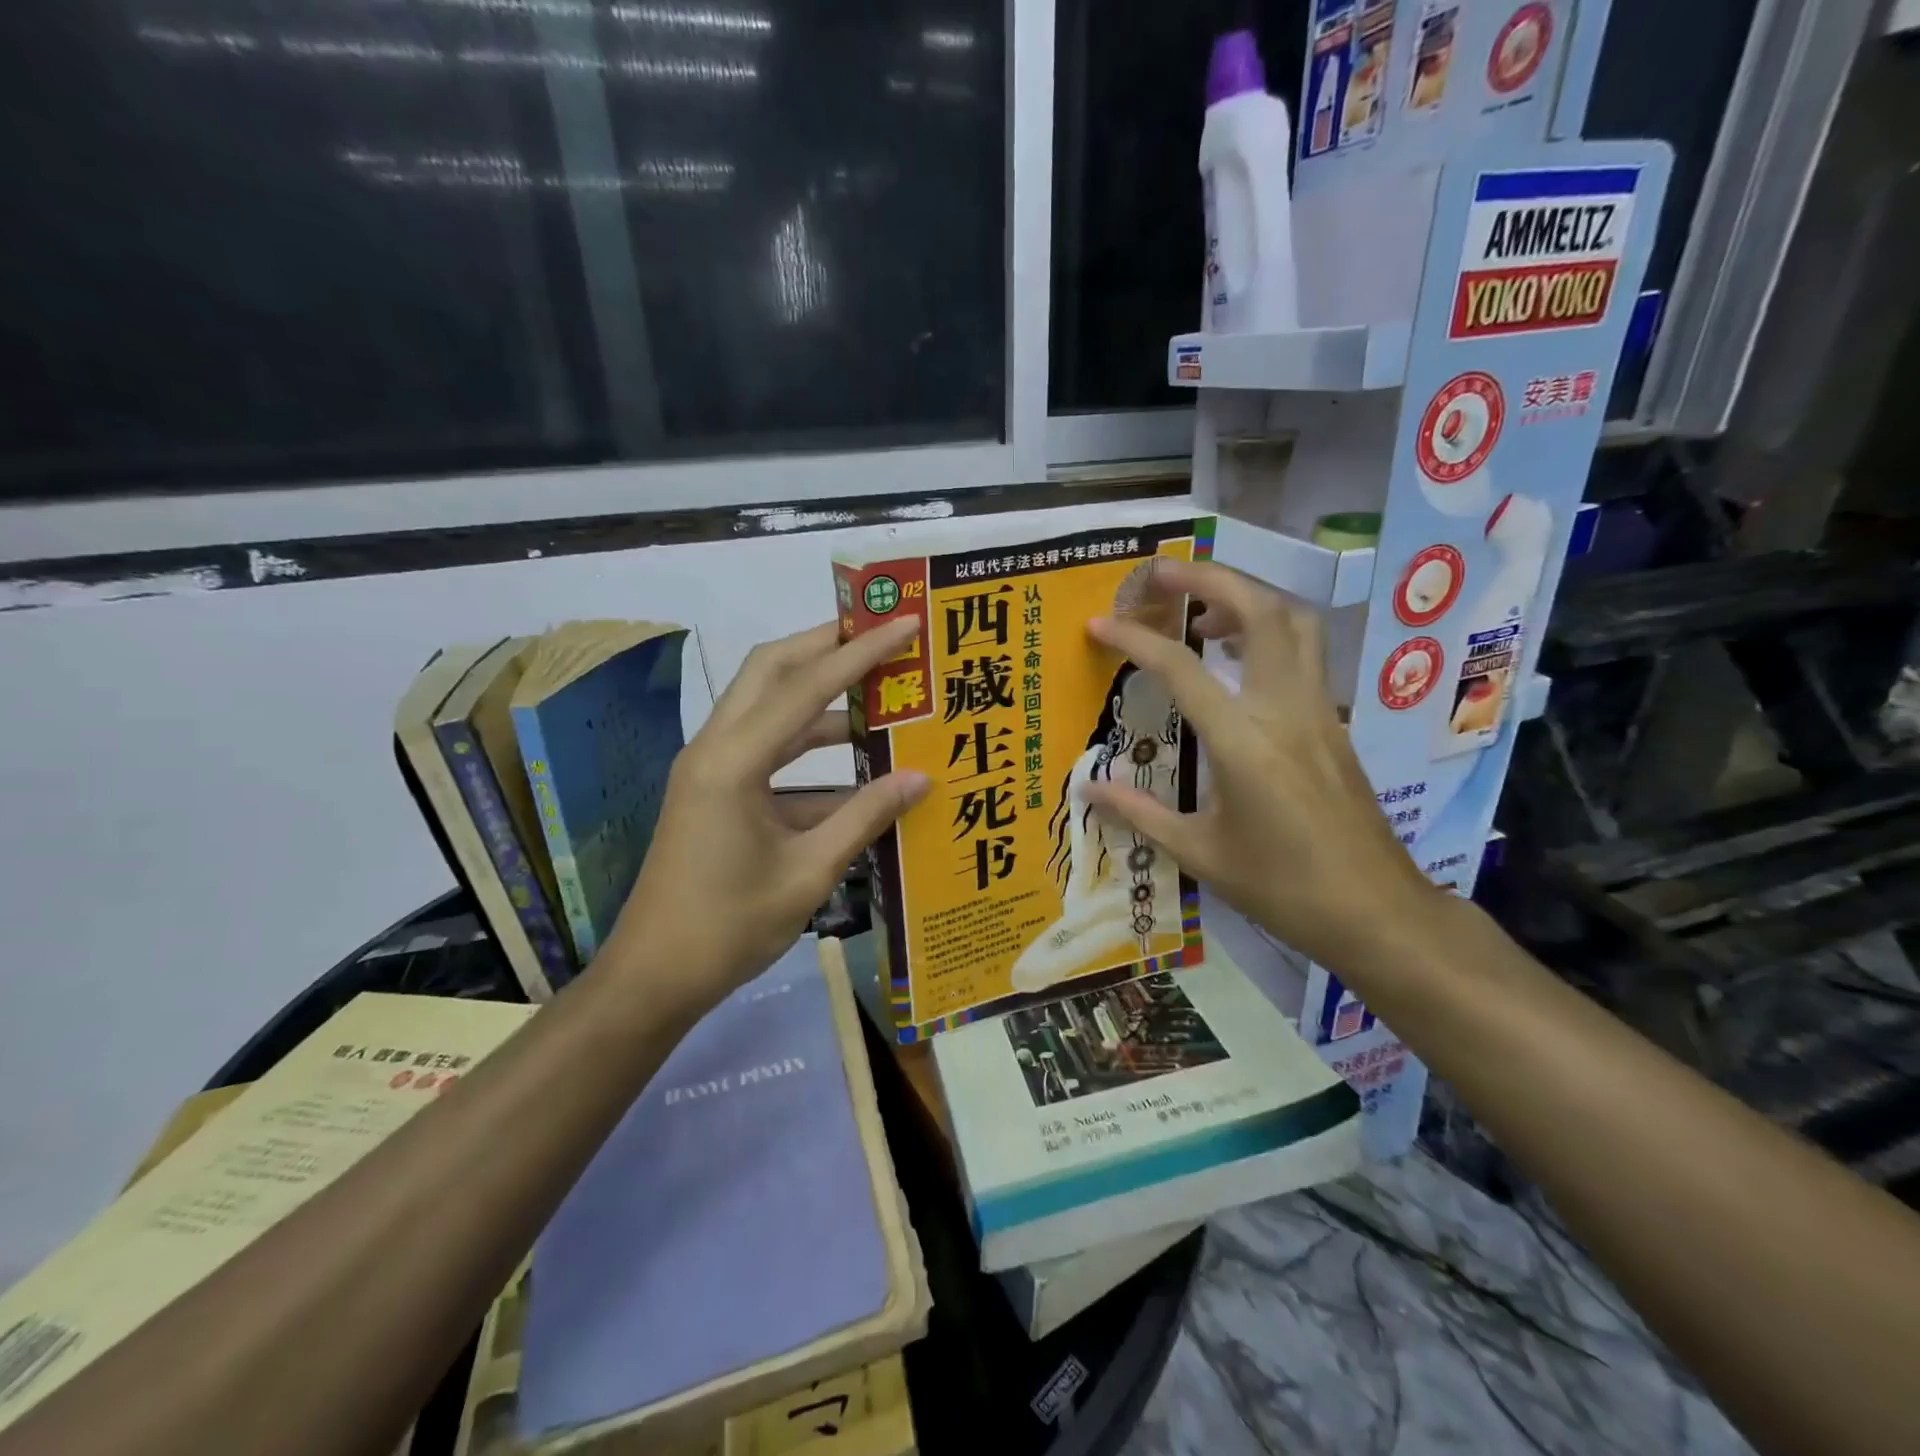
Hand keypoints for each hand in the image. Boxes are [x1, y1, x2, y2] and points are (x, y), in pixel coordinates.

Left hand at [604, 618, 929, 1008]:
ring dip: (820, 694)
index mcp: (733, 762)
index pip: (806, 687)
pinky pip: (767, 748)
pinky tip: (856, 764)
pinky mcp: (715, 790)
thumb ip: (866, 817)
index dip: (860, 652)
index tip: (904, 623)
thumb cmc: (729, 928)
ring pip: (767, 705)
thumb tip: (921, 778)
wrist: (653, 977)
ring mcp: (711, 768)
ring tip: (879, 692)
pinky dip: (809, 745)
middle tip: (881, 634)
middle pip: (771, 670)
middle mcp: (715, 748)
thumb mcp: (809, 873)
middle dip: (826, 645)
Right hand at [1082, 559, 1436, 970]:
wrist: (1377, 912)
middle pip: (1259, 610)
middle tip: (1161, 574)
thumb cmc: (1284, 888)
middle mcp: (1286, 708)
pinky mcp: (1335, 722)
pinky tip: (1238, 660)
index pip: (1182, 668)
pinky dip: (1269, 631)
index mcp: (1244, 741)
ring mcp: (1319, 710)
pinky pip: (1305, 652)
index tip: (1099, 623)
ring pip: (1294, 622)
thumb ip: (1140, 815)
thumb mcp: (1201, 854)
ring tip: (1202, 612)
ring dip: (1247, 597)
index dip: (1135, 639)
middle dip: (1209, 578)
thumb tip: (1087, 790)